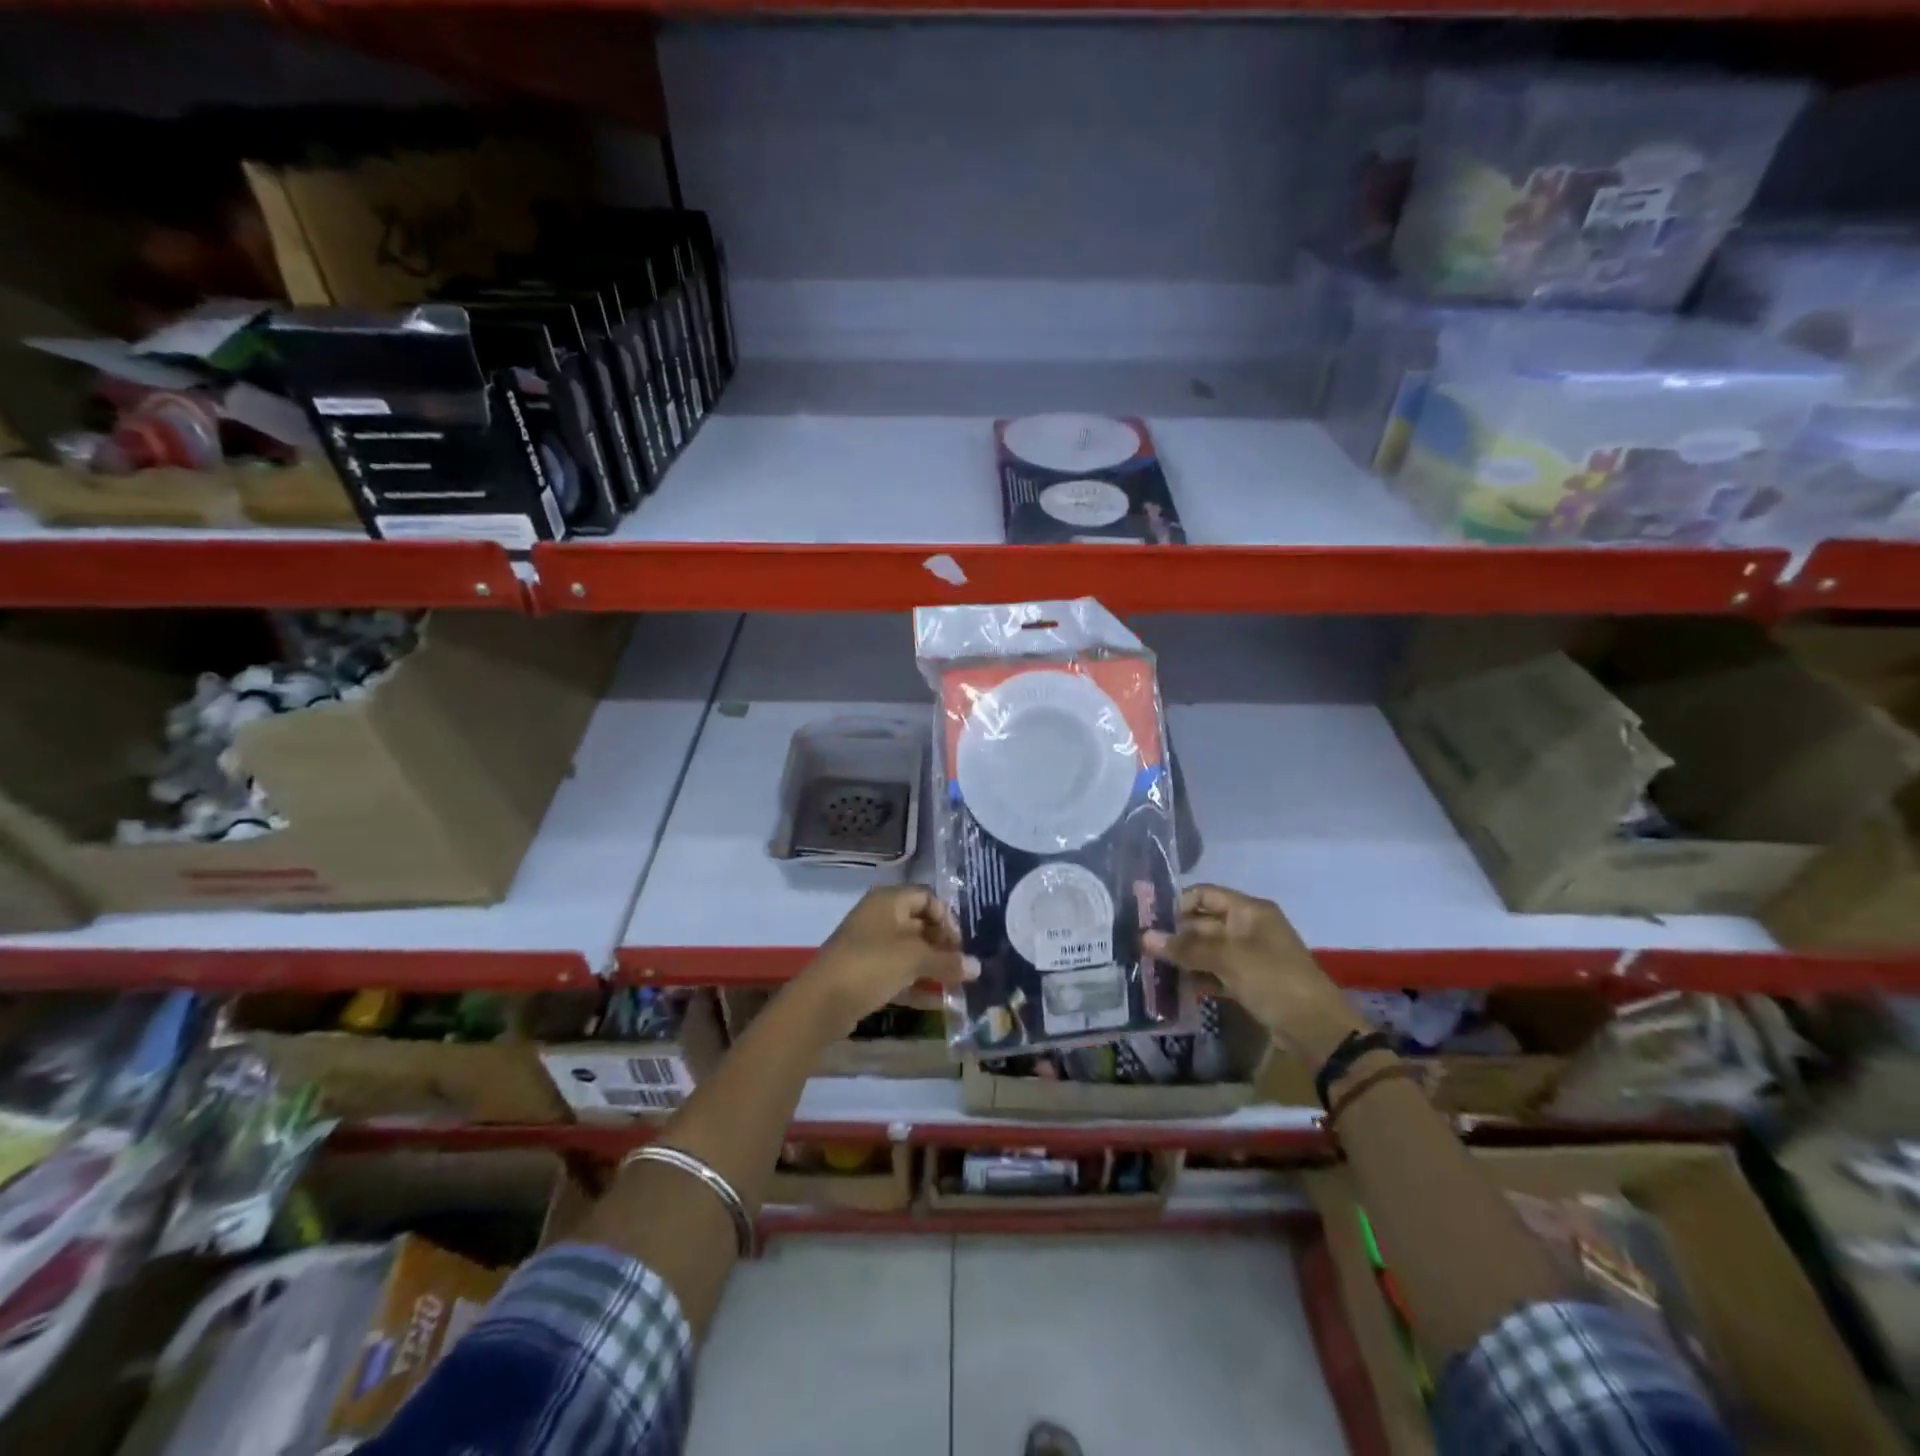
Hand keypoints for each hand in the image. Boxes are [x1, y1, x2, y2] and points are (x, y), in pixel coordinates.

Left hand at [802, 886, 975, 1035]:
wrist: (822, 1001)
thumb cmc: (871, 965)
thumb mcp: (915, 959)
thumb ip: (948, 961)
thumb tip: (978, 966)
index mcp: (888, 901)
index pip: (926, 897)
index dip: (947, 918)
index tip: (961, 944)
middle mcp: (879, 916)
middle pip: (918, 922)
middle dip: (942, 943)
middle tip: (961, 965)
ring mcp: (869, 944)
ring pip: (908, 948)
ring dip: (931, 963)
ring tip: (954, 982)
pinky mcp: (864, 970)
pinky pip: (896, 969)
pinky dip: (915, 980)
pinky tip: (934, 998)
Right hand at [1143, 885, 1363, 1062]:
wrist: (1316, 1029)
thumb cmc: (1273, 980)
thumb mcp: (1227, 959)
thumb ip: (1185, 947)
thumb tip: (1144, 936)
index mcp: (1249, 910)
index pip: (1204, 894)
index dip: (1176, 904)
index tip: (1148, 921)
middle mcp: (1248, 927)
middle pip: (1203, 923)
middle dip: (1175, 935)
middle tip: (1142, 948)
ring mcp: (1249, 955)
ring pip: (1208, 949)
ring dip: (1183, 957)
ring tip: (1152, 968)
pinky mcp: (1249, 981)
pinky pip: (1216, 971)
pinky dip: (1198, 976)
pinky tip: (1174, 986)